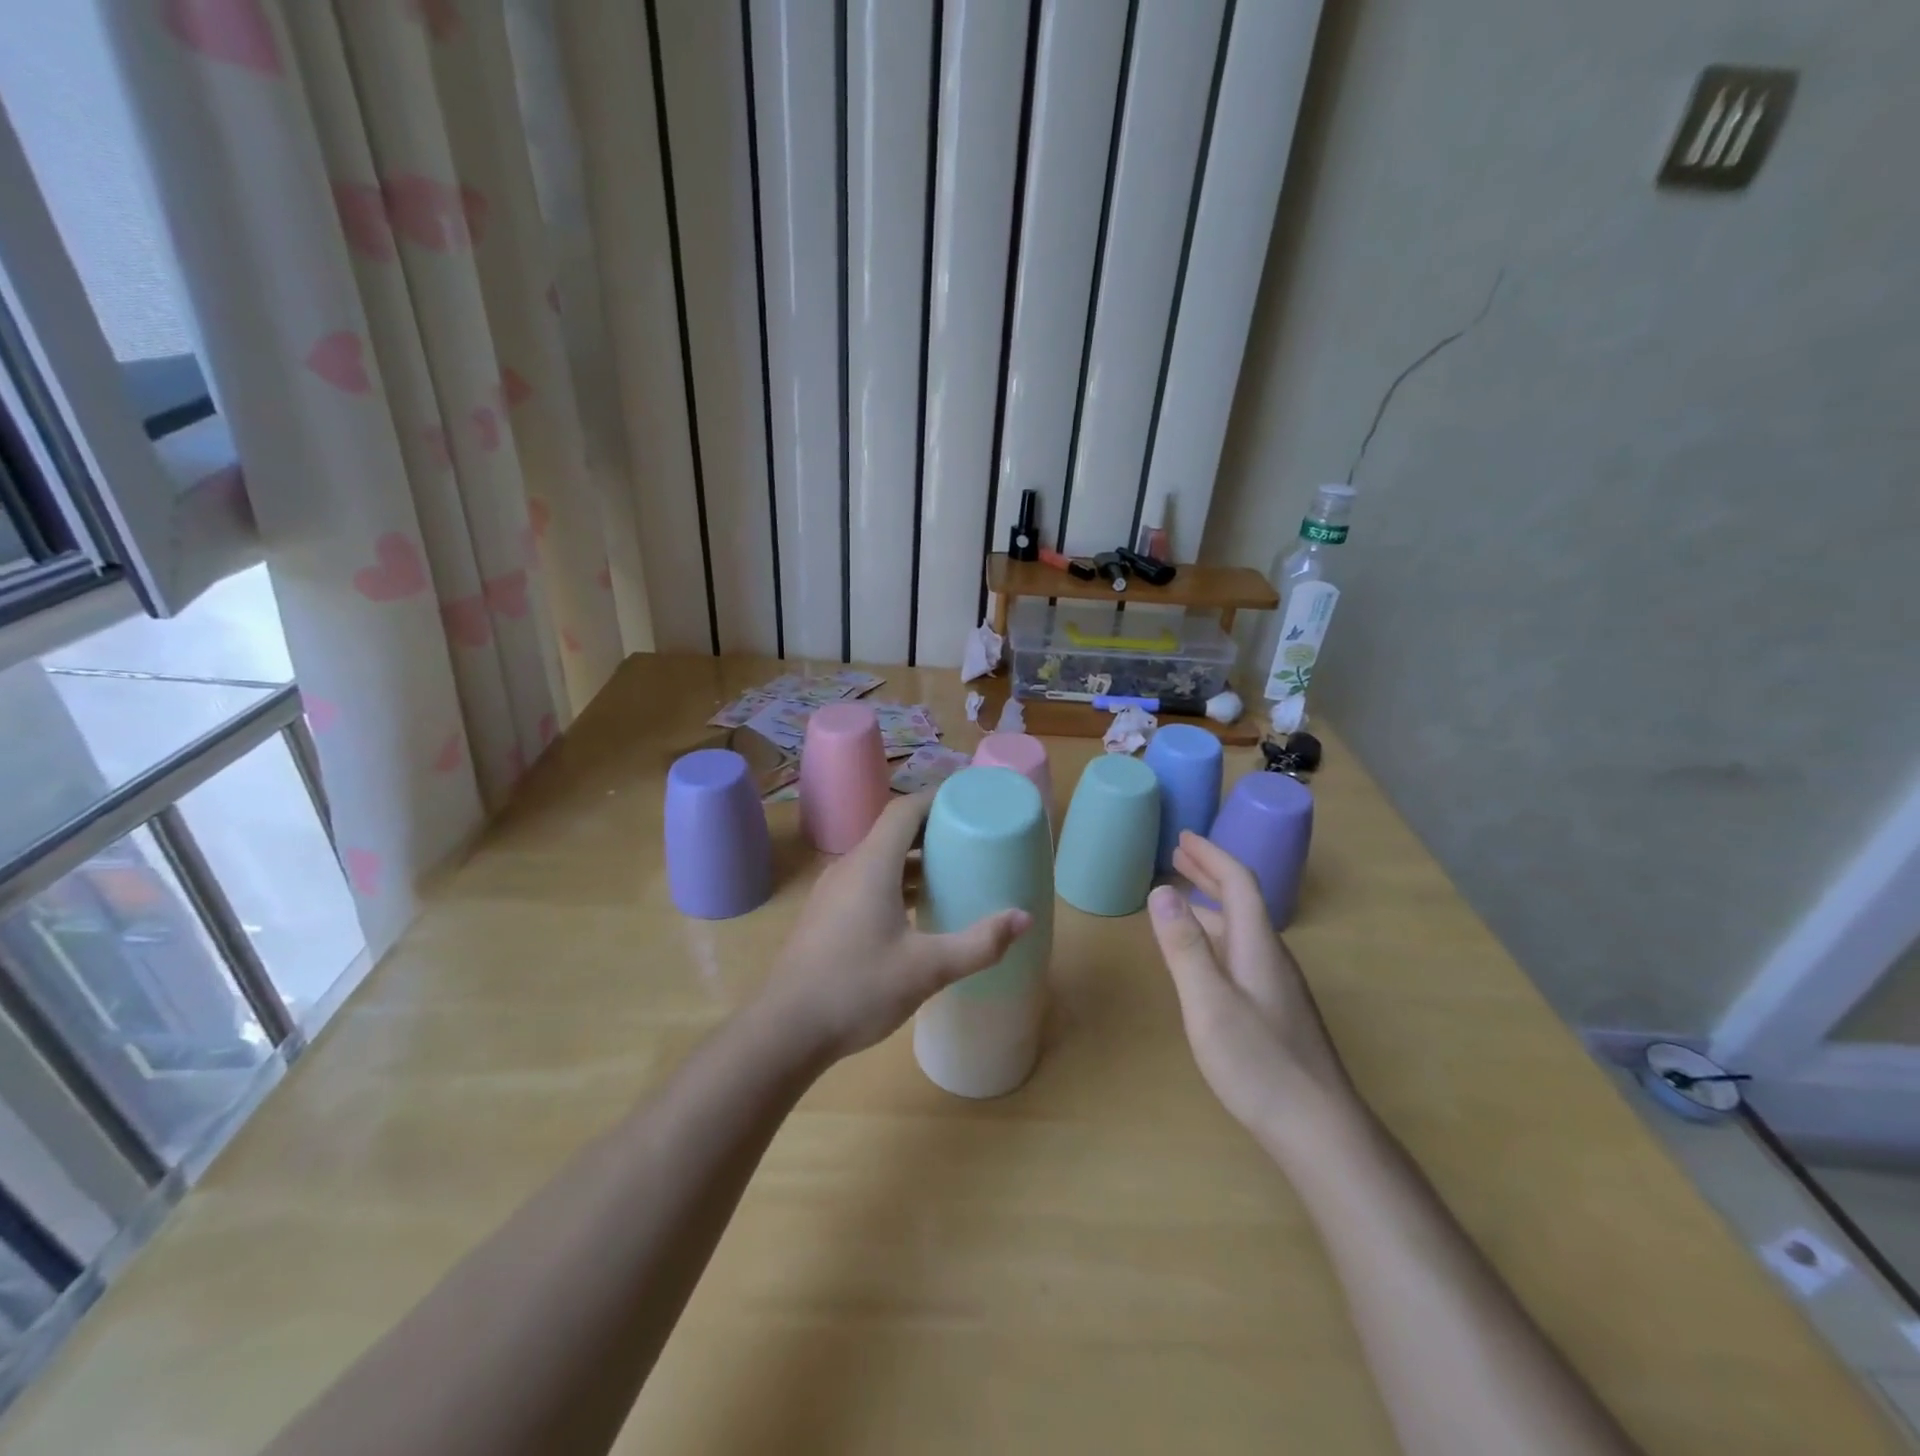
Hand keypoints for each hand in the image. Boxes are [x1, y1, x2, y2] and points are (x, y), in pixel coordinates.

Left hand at [758, 793, 1031, 1065]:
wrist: (785, 1031)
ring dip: (914, 858)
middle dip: (932, 828)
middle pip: (893, 830)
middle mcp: (849, 867)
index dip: (937, 798)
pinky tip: (917, 909)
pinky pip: (867, 880)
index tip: (970, 801)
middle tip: (972, 836)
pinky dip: (896, 880)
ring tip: (952, 869)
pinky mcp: (827, 915)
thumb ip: (979, 943)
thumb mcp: (927, 969)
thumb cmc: (857, 990)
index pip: (905, 810)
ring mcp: (833, 892)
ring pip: (879, 858)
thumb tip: (1024, 918)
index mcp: (871, 865)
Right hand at [1148, 831, 1356, 1139]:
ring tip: (1181, 896)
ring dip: (1211, 903)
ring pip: (1242, 928)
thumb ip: (1183, 946)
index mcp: (1258, 946)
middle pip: (1242, 901)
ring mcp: (1277, 985)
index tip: (1183, 837)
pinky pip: (1241, 951)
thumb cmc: (1258, 1063)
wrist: (1319, 1129)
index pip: (1238, 883)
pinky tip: (1203, 956)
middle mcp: (1271, 957)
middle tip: (1178, 854)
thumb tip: (1160, 890)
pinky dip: (1216, 934)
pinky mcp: (1275, 1009)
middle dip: (1210, 872)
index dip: (1211, 856)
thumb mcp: (1208, 1002)